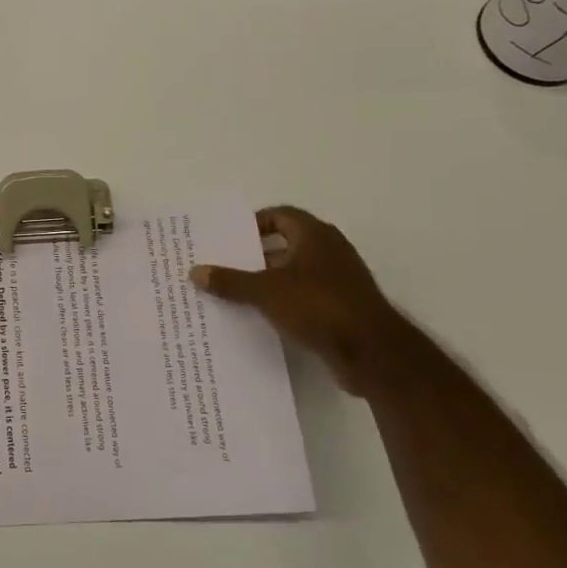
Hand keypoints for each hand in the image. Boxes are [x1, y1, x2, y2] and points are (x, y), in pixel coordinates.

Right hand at [190, 207, 406, 394]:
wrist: (372, 352)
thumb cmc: (318, 306)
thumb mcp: (266, 291)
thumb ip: (230, 282)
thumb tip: (195, 272)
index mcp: (314, 235)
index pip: (280, 215)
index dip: (253, 223)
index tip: (228, 238)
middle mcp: (329, 251)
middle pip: (285, 244)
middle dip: (254, 254)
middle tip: (223, 265)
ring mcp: (338, 281)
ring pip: (294, 273)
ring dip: (267, 281)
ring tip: (233, 292)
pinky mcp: (341, 308)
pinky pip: (304, 297)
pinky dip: (283, 302)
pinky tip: (259, 317)